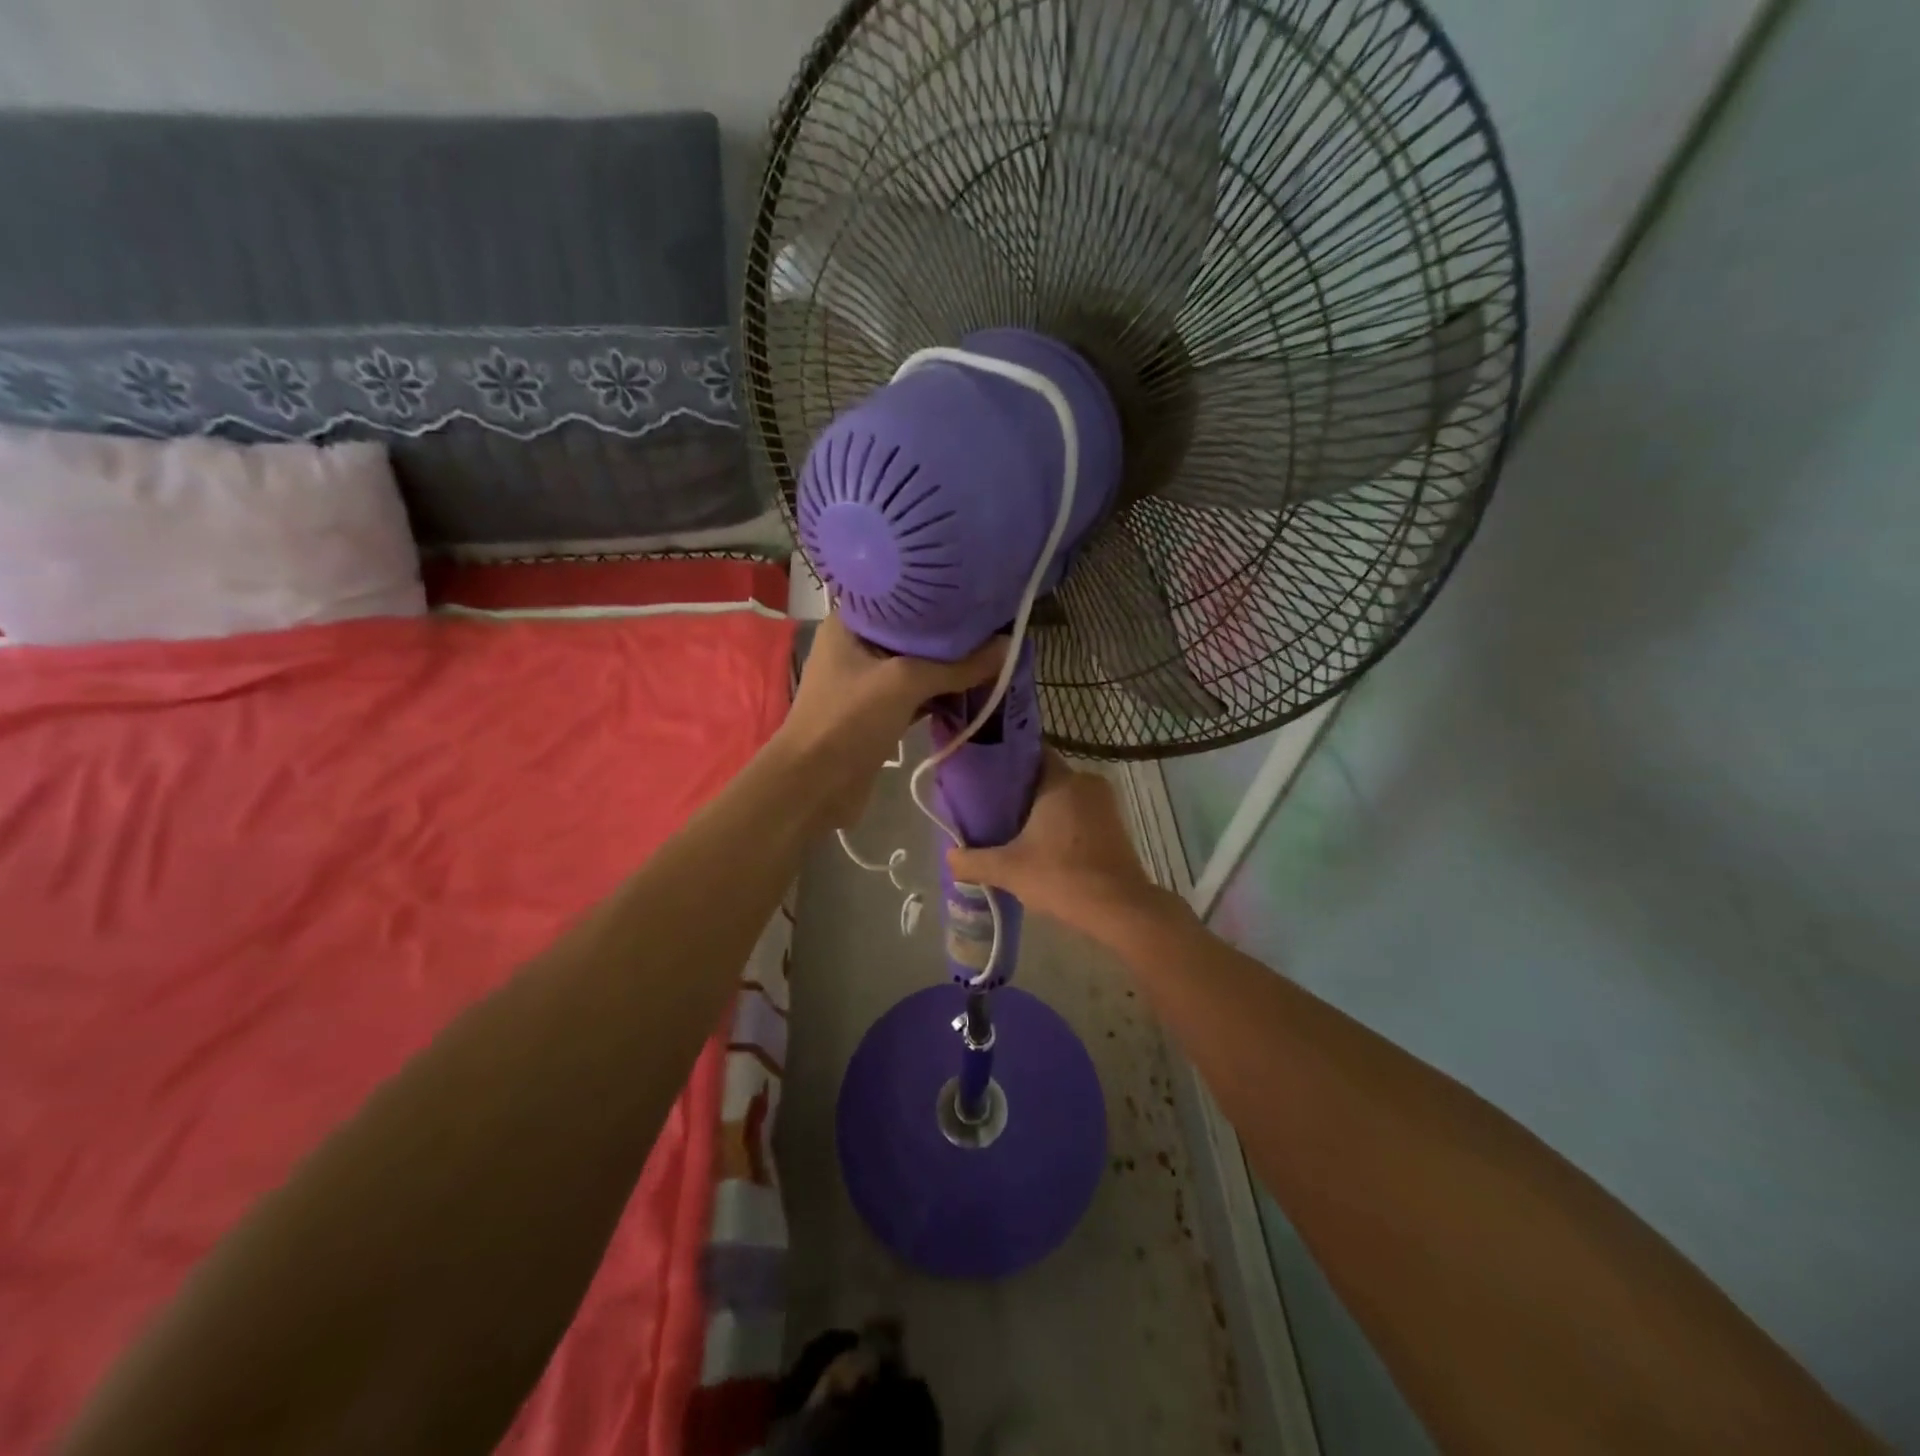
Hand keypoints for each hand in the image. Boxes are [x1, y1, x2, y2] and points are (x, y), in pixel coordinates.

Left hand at [777, 613, 1005, 828]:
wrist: (814, 786)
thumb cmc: (849, 720)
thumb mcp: (905, 683)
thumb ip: (957, 666)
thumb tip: (1008, 645)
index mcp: (849, 624)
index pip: (898, 596)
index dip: (936, 593)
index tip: (976, 589)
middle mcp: (856, 646)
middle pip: (912, 632)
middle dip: (950, 633)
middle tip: (994, 621)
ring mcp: (867, 682)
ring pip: (917, 665)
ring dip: (949, 666)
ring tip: (993, 650)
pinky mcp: (878, 713)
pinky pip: (917, 695)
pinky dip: (941, 693)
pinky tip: (975, 687)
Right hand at [946, 751, 1182, 939]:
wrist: (1120, 908)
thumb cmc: (1062, 877)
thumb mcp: (1008, 870)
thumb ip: (973, 861)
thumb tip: (949, 856)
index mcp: (1061, 780)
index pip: (1030, 754)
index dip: (1006, 763)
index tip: (984, 778)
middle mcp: (1086, 782)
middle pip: (1045, 776)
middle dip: (1020, 791)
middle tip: (992, 809)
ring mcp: (1105, 803)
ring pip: (1064, 796)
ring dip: (1043, 810)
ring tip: (1014, 829)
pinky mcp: (1116, 825)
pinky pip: (1080, 813)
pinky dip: (1062, 823)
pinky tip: (1044, 845)